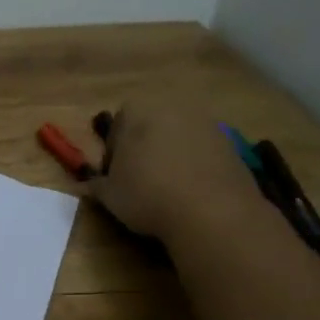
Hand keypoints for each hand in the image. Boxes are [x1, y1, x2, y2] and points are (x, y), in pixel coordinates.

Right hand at [86, 97, 264, 240]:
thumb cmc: (147, 194)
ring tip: (168, 191)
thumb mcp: (109, 195)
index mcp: (137, 111)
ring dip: (171, 157)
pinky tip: (192, 194)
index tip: (115, 176)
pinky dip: (196, 167)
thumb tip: (89, 184)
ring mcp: (206, 124)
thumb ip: (96, 184)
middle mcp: (172, 107)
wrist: (212, 212)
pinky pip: (203, 153)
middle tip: (140, 181)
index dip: (114, 152)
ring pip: (179, 139)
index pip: (117, 126)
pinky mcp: (231, 145)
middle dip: (144, 149)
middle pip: (151, 127)